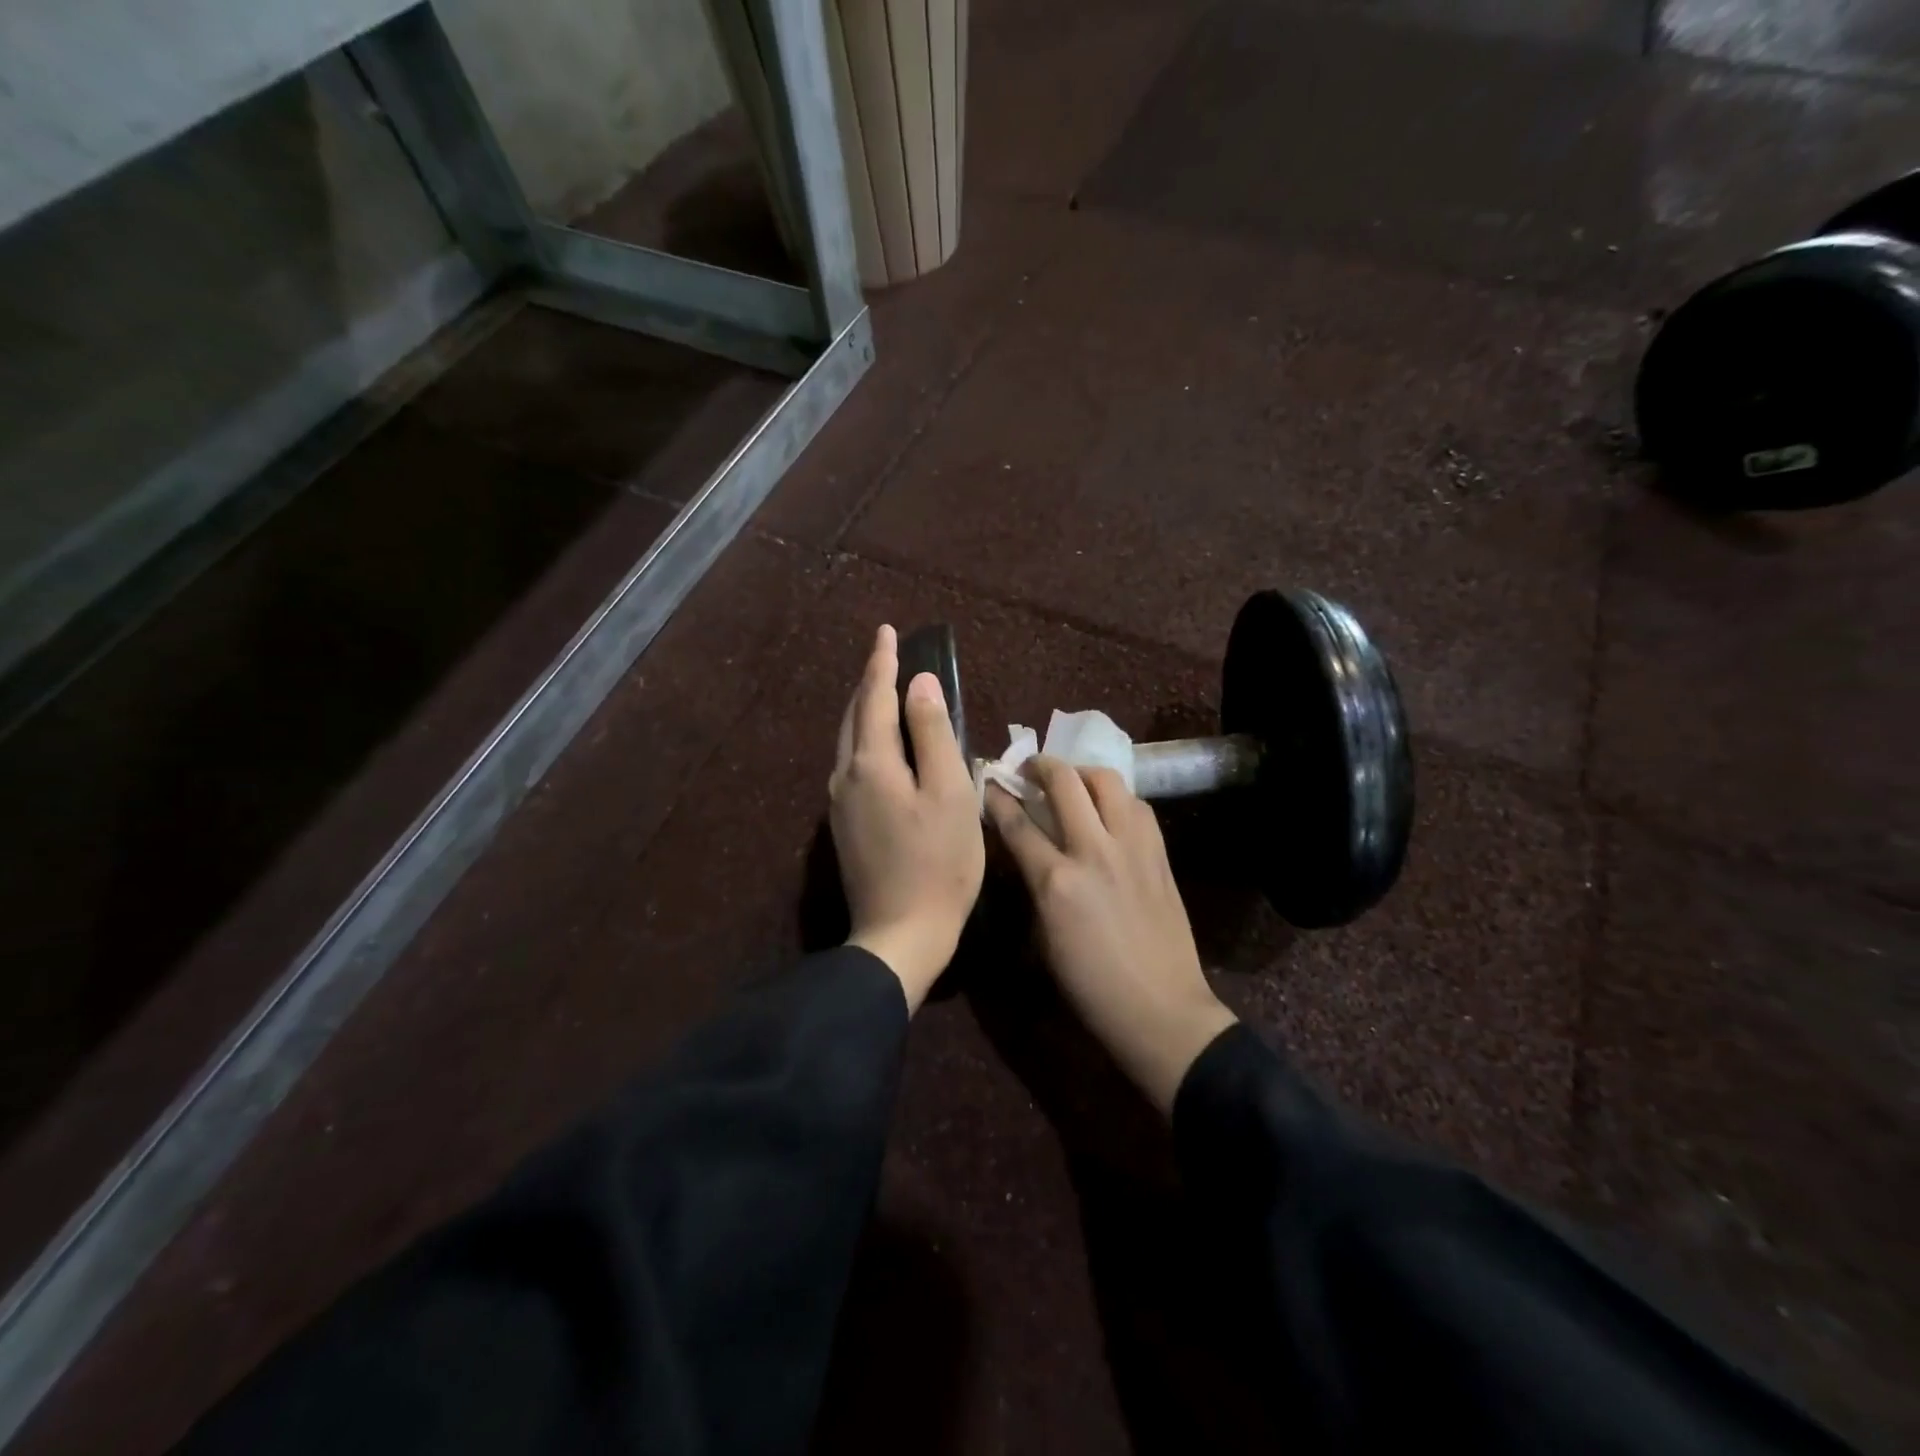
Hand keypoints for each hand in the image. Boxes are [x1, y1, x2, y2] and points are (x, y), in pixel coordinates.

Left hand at [830, 625, 984, 1010]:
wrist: (900, 934)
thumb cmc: (939, 863)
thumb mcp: (949, 793)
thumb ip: (933, 734)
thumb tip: (919, 684)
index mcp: (871, 763)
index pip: (875, 697)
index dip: (883, 662)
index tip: (888, 631)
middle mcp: (845, 776)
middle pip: (855, 715)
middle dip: (870, 681)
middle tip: (887, 654)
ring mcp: (839, 803)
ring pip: (849, 740)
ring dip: (865, 710)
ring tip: (884, 691)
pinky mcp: (845, 825)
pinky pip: (852, 764)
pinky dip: (866, 740)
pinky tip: (881, 745)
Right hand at [987, 759, 1236, 1114]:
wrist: (1160, 1009)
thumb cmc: (1090, 985)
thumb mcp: (1044, 937)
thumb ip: (1034, 884)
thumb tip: (1027, 848)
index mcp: (1056, 880)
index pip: (1018, 822)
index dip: (999, 798)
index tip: (990, 784)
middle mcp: (1093, 851)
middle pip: (1064, 782)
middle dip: (1040, 765)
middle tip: (1030, 768)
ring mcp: (1132, 847)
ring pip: (1107, 780)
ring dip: (1082, 773)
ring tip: (1072, 781)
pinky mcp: (1159, 853)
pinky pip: (1136, 805)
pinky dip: (1117, 797)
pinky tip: (1109, 810)